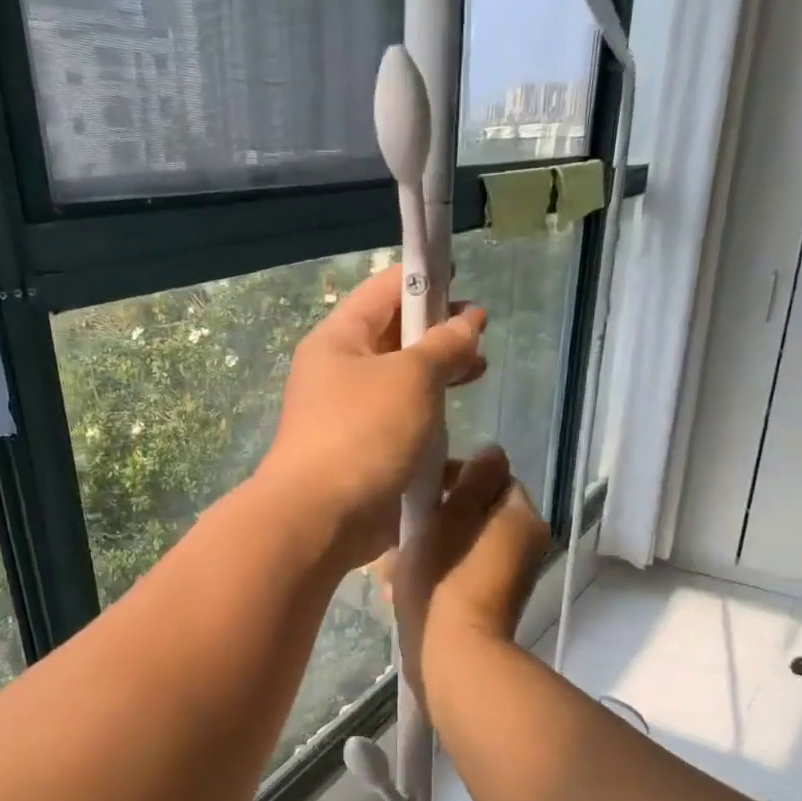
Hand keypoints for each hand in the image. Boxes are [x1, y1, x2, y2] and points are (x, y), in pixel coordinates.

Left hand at [258, 265, 486, 569]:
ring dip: (438, 380)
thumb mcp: (411, 377)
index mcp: (339, 339)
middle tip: (480, 343)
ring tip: (477, 377)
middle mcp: (340, 372)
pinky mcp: (363, 455)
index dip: (429, 283)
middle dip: (439, 334)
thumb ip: (445, 345)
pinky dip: (430, 426)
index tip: (469, 291)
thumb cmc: (363, 433)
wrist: (321, 518)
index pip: (386, 289)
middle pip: (395, 336)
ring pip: (401, 385)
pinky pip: (402, 428)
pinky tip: (459, 436)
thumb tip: (468, 322)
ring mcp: (350, 416)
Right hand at [392, 447, 550, 702]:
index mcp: (521, 518)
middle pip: (475, 513)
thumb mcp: (451, 515)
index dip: (455, 476)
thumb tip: (492, 452)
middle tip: (400, 528)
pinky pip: (460, 573)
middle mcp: (524, 545)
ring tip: (392, 562)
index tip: (420, 491)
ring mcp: (508, 578)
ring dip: (430, 545)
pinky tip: (399, 586)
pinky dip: (435, 572)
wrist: (453, 656)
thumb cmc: (446, 577)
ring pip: (463, 544)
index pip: (492, 478)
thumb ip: (473, 478)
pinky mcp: (488, 604)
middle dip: (436, 516)